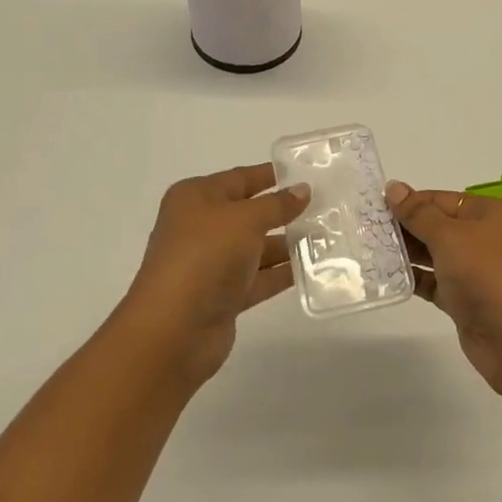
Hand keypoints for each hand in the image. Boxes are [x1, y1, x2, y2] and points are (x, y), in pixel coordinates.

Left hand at [120, 164, 309, 385]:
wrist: (174, 329)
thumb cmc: (205, 256)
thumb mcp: (246, 219)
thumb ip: (277, 204)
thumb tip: (302, 190)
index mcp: (196, 198)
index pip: (240, 178)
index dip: (271, 175)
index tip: (307, 173)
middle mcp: (200, 227)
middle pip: (249, 213)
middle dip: (284, 211)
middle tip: (326, 206)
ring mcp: (210, 263)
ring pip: (256, 247)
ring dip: (287, 244)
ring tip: (328, 236)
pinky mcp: (222, 296)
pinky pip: (258, 278)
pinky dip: (282, 273)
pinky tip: (314, 268)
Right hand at [385, 181, 501, 397]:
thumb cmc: (488, 274)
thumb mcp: (451, 236)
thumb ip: (419, 214)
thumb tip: (394, 187)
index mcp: (486, 213)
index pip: (440, 199)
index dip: (409, 202)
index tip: (372, 206)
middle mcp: (481, 238)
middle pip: (435, 226)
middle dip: (403, 227)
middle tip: (361, 228)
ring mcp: (473, 272)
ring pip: (432, 255)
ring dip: (404, 253)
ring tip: (365, 250)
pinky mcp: (464, 301)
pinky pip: (432, 283)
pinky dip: (412, 279)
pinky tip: (383, 276)